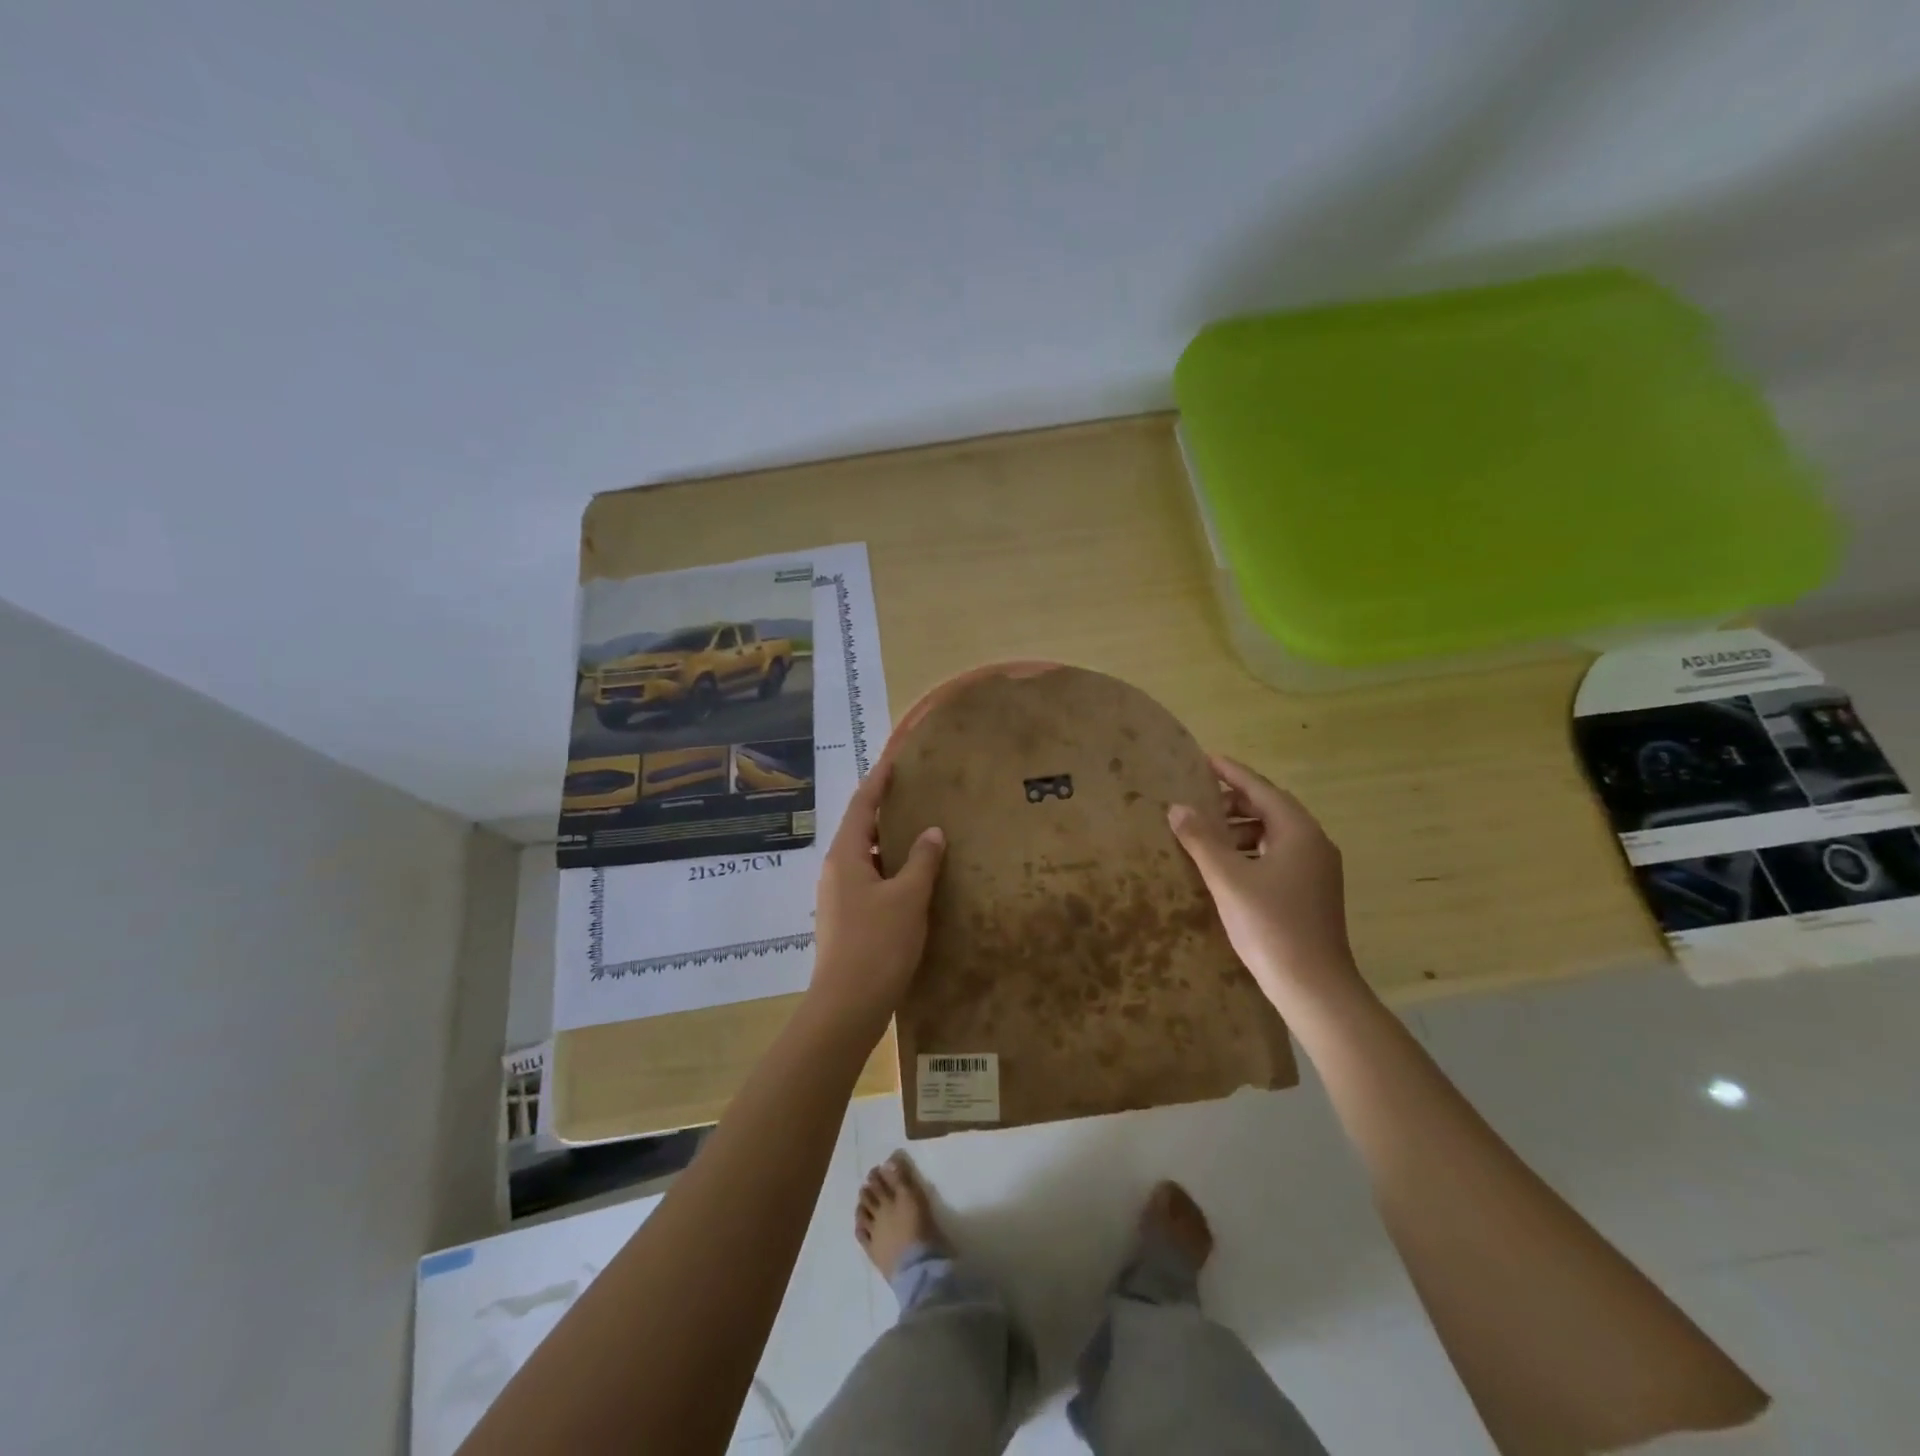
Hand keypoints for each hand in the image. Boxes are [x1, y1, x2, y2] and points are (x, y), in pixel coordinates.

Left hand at [809, 763, 945, 1031]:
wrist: (847, 1006)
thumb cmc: (877, 945)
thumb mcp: (908, 898)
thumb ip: (922, 861)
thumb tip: (932, 831)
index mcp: (845, 856)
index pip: (861, 805)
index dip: (878, 781)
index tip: (894, 759)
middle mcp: (836, 871)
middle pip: (860, 829)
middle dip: (884, 810)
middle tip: (914, 794)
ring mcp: (837, 897)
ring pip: (864, 857)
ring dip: (888, 842)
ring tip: (919, 832)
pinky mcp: (845, 919)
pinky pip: (868, 880)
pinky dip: (889, 869)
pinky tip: (912, 878)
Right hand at [1167, 755, 1362, 1012]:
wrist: (1313, 986)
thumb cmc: (1270, 925)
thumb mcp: (1228, 878)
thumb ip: (1201, 839)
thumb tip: (1177, 807)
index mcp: (1298, 832)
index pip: (1261, 789)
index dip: (1231, 773)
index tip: (1204, 759)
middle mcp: (1314, 843)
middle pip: (1270, 809)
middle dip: (1233, 802)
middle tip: (1197, 801)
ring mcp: (1316, 870)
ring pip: (1274, 834)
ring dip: (1240, 828)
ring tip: (1205, 834)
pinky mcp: (1311, 892)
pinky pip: (1277, 855)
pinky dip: (1250, 850)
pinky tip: (1226, 866)